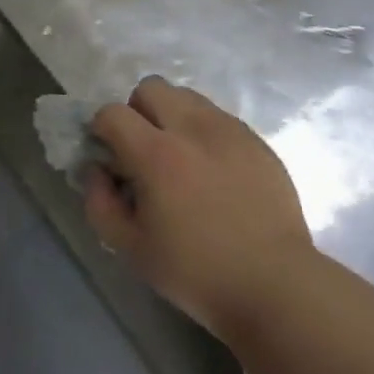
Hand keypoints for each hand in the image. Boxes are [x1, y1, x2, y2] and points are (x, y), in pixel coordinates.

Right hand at [83, 77, 314, 342]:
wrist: (276, 286)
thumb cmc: (197, 273)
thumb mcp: (132, 249)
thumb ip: (100, 203)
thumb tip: (96, 170)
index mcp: (157, 154)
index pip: (113, 113)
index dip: (102, 129)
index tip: (109, 154)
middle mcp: (191, 129)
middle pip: (150, 87)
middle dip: (138, 111)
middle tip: (145, 150)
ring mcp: (229, 130)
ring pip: (187, 97)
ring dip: (173, 117)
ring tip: (181, 158)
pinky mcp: (256, 140)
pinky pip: (219, 118)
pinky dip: (205, 133)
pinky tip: (214, 172)